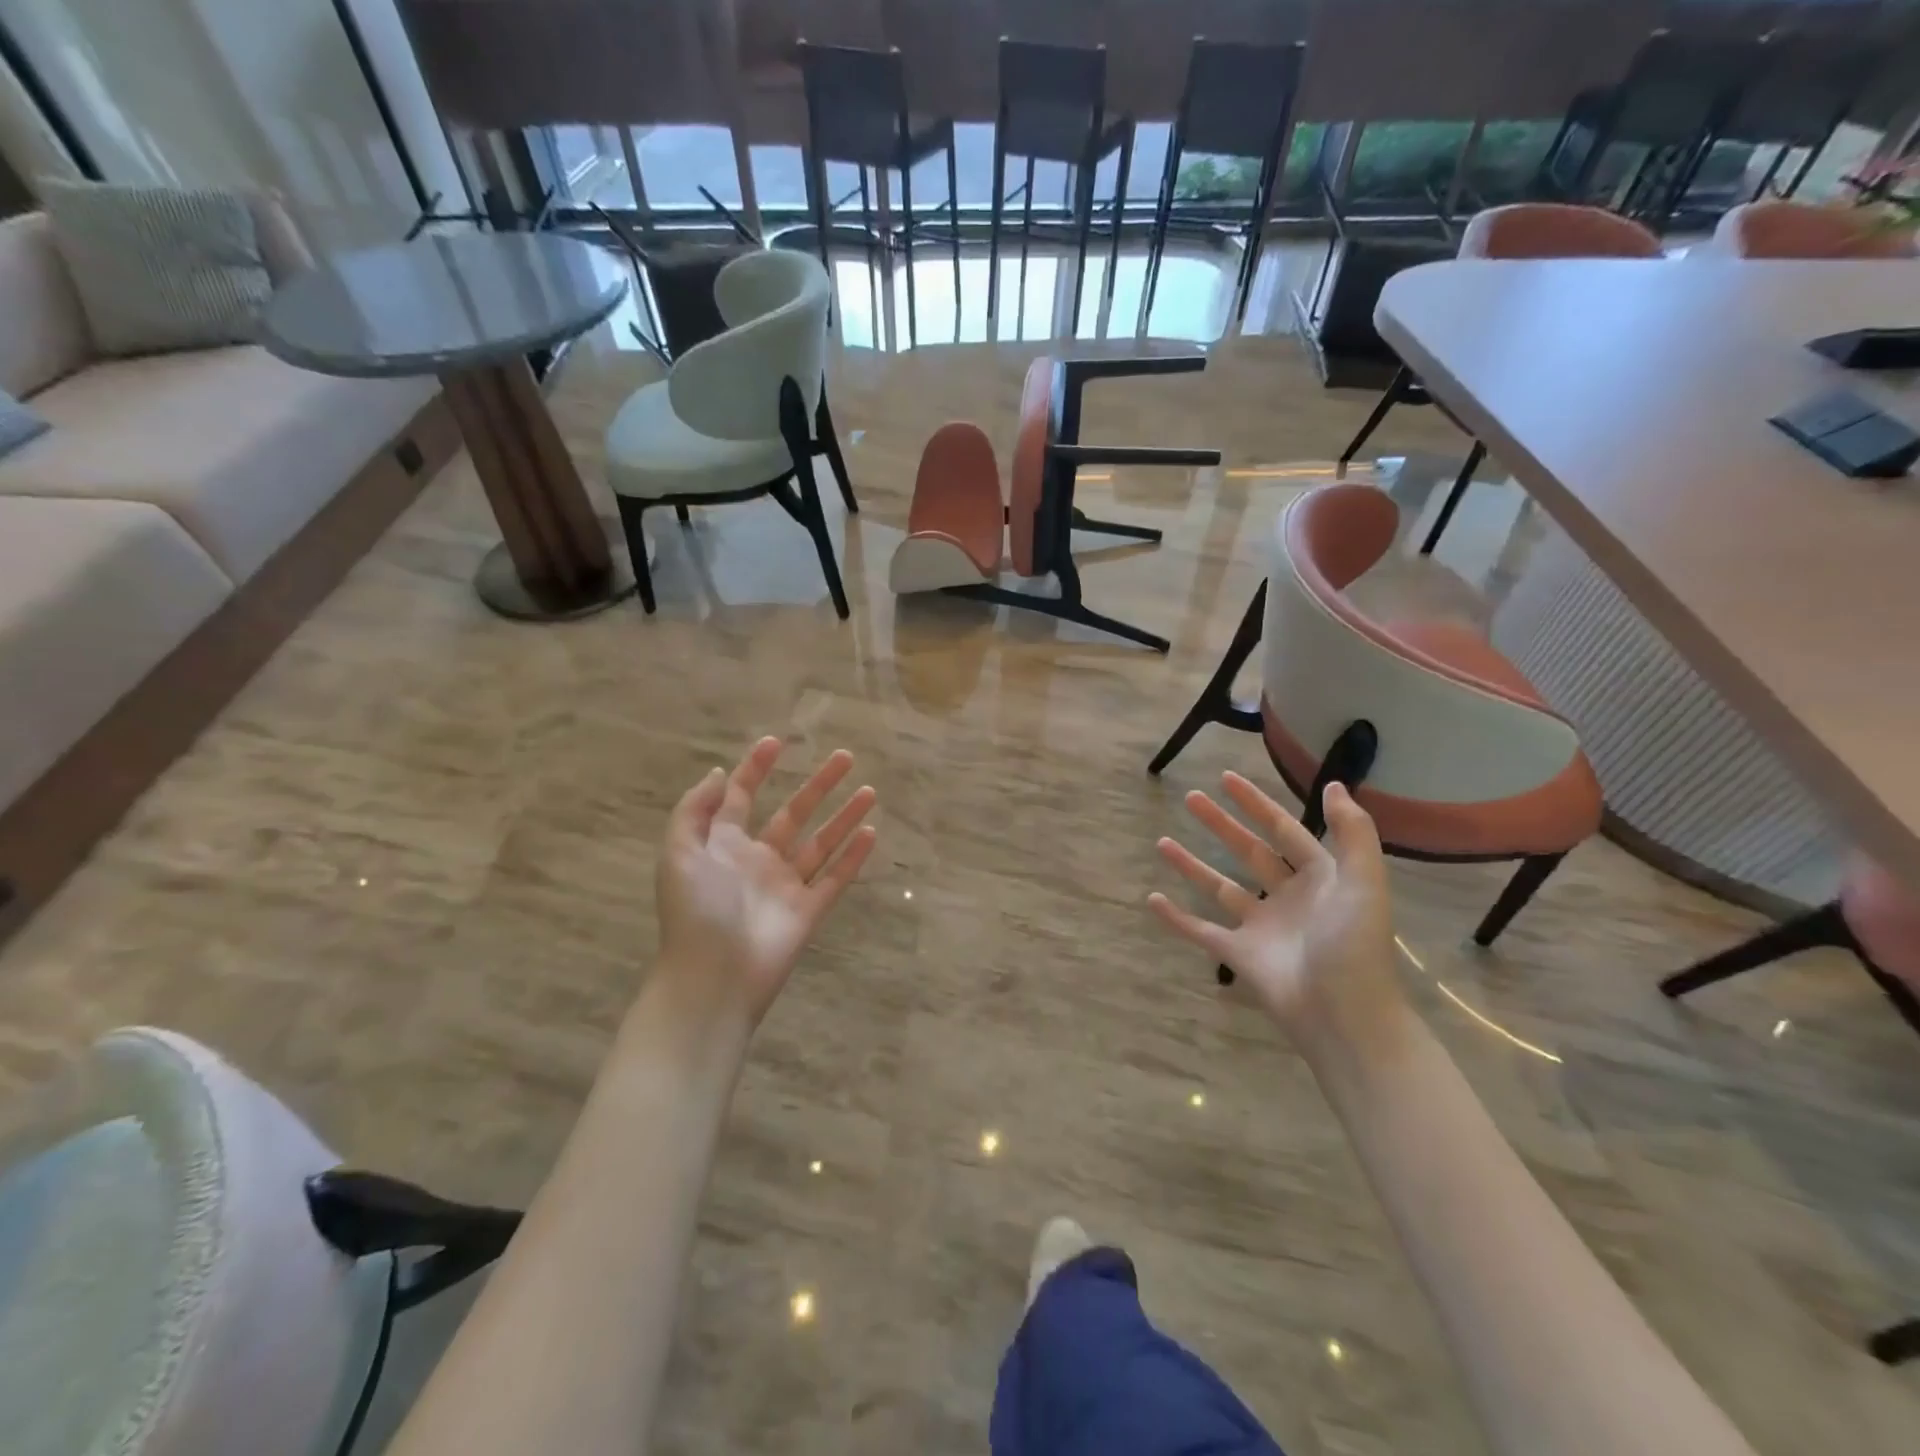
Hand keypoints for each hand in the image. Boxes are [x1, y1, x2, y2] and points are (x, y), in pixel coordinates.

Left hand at [655, 738, 877, 1024]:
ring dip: (845, 815)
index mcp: (724, 846)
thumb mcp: (679, 853)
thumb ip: (695, 810)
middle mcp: (758, 860)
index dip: (756, 768)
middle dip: (819, 784)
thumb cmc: (694, 911)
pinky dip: (854, 856)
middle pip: (794, 813)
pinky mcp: (809, 910)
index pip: (742, 797)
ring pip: (822, 842)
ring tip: (870, 790)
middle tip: (845, 756)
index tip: (777, 742)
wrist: (712, 978)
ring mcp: (786, 886)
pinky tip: (871, 832)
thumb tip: (721, 773)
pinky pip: (836, 878)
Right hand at [1148, 774, 1404, 1048]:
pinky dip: (1176, 918)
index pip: (1283, 829)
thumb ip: (1353, 833)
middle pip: (1248, 851)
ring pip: (1219, 887)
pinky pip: (1201, 931)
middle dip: (1220, 824)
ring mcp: (1261, 928)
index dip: (1257, 804)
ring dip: (1192, 864)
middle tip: (1190, 798)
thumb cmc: (1354, 946)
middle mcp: (1288, 898)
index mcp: (1321, 878)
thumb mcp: (1363, 882)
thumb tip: (1335, 785)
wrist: (1346, 1017)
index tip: (1227, 779)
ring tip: (1162, 842)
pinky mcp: (1239, 956)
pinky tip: (1152, 899)